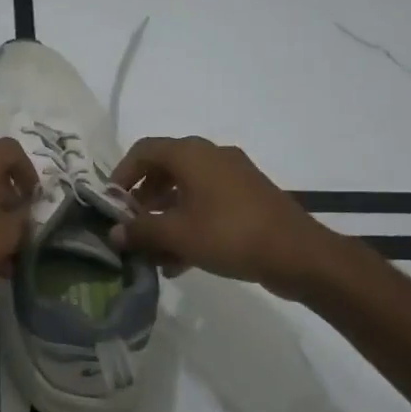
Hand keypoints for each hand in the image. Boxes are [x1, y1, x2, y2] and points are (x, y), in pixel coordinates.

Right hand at [109, 136, 333, 298]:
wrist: (298, 254)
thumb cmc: (230, 235)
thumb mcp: (178, 235)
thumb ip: (141, 231)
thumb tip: (114, 232)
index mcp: (191, 154)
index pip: (143, 150)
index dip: (122, 174)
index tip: (111, 203)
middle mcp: (211, 156)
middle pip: (164, 170)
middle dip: (143, 199)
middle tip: (132, 227)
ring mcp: (233, 176)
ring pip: (186, 190)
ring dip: (165, 217)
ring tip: (153, 252)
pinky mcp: (247, 198)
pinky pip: (207, 204)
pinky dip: (189, 224)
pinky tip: (181, 261)